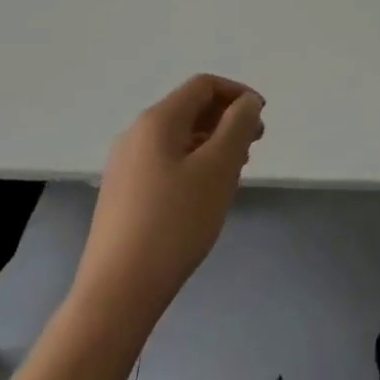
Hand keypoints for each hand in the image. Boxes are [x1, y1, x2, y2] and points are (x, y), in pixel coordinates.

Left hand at [68, 75, 264, 332]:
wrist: (116, 294)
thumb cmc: (175, 222)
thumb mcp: (219, 167)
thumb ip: (238, 125)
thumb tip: (246, 102)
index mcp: (157, 121)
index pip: (203, 86)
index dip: (238, 93)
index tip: (262, 119)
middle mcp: (135, 135)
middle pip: (190, 109)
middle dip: (227, 119)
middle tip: (254, 146)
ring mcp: (124, 166)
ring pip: (178, 138)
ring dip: (212, 143)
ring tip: (235, 172)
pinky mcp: (122, 195)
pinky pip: (165, 161)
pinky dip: (193, 163)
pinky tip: (206, 194)